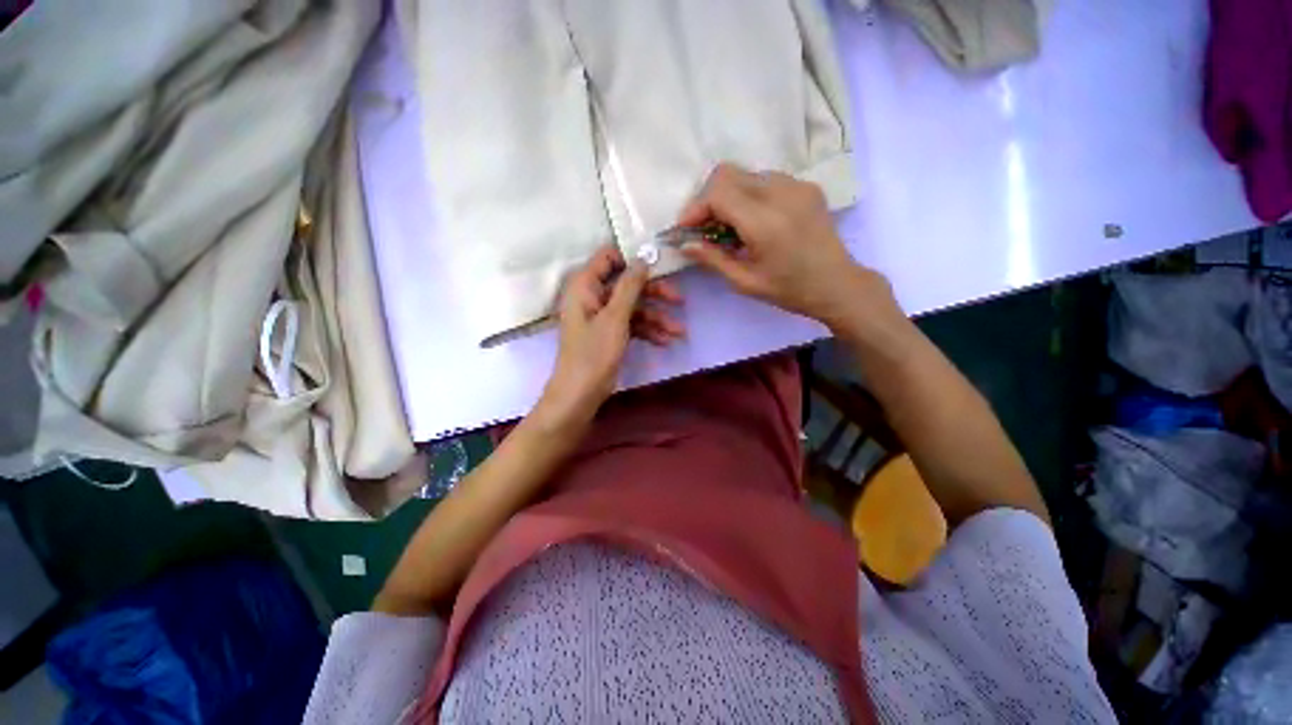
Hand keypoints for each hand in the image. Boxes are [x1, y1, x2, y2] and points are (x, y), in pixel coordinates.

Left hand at [534, 245, 684, 430]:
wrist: (580, 394)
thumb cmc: (594, 353)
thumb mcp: (615, 317)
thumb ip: (630, 286)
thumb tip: (643, 257)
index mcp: (585, 285)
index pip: (609, 257)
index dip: (633, 258)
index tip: (659, 264)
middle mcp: (592, 296)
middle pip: (627, 284)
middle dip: (654, 294)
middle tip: (680, 300)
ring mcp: (602, 316)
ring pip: (633, 307)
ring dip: (657, 318)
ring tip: (679, 332)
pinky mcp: (609, 333)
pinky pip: (632, 324)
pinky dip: (648, 331)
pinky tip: (665, 341)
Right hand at [678, 163, 896, 328]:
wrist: (837, 284)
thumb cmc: (788, 289)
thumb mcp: (744, 282)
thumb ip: (712, 259)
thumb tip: (685, 244)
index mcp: (764, 222)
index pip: (718, 192)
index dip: (695, 207)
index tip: (686, 228)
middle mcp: (781, 193)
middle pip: (728, 173)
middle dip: (707, 198)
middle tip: (703, 226)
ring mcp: (797, 185)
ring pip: (746, 174)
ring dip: (728, 195)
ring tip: (728, 226)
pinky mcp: (806, 186)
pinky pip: (765, 179)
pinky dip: (748, 194)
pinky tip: (752, 220)